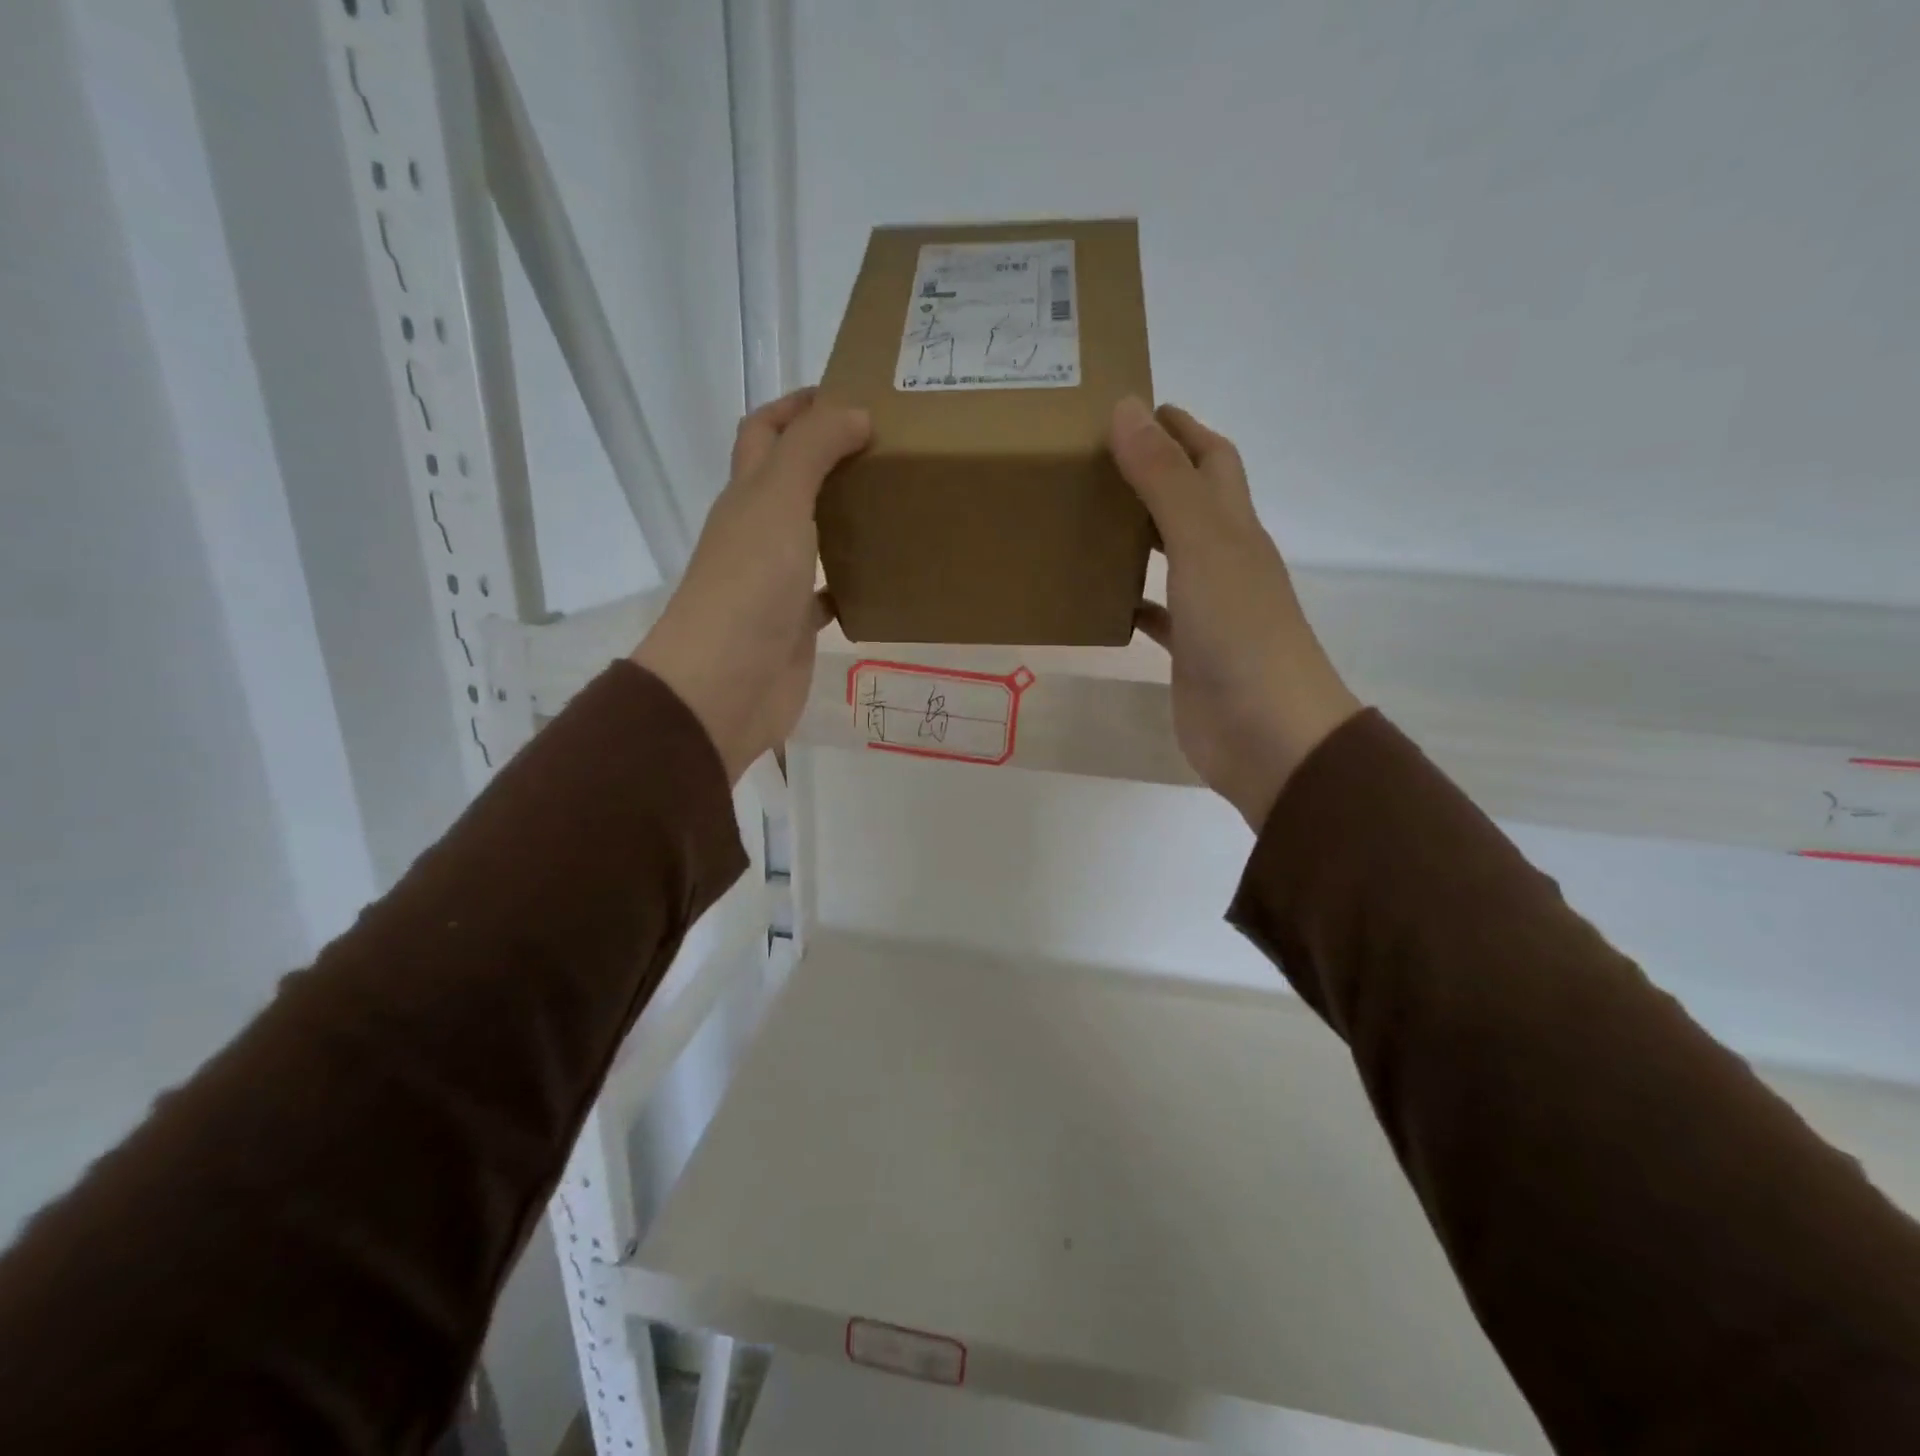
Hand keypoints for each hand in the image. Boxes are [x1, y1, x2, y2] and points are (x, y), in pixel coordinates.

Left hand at [632, 389, 870, 782]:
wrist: (726, 684)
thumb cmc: (749, 584)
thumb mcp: (779, 500)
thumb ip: (813, 450)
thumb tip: (854, 412)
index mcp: (747, 496)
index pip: (764, 432)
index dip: (796, 406)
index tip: (847, 394)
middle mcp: (758, 533)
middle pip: (790, 482)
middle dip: (828, 458)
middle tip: (886, 449)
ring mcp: (777, 582)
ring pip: (813, 537)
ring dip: (844, 519)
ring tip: (895, 505)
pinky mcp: (797, 625)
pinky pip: (829, 594)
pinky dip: (853, 583)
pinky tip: (887, 579)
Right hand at [1110, 397, 1361, 829]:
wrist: (1267, 734)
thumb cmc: (1239, 633)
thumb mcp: (1200, 545)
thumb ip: (1164, 480)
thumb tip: (1127, 408)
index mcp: (1234, 528)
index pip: (1211, 459)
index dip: (1179, 428)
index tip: (1131, 407)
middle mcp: (1226, 561)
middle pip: (1191, 502)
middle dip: (1153, 474)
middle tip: (1093, 461)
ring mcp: (1209, 609)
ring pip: (1171, 556)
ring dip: (1139, 535)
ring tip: (1087, 519)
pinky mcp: (1190, 652)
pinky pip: (1157, 613)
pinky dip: (1133, 599)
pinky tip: (1102, 597)